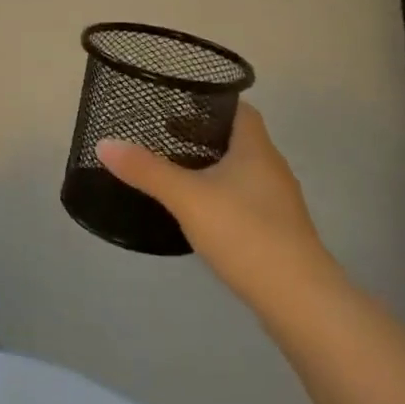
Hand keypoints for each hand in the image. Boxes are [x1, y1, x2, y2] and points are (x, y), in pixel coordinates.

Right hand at [96, 103, 339, 312]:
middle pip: (237, 139)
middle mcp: (272, 169)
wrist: (301, 302)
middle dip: (202, 135)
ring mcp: (279, 203)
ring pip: (241, 171)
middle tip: (164, 136)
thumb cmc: (246, 233)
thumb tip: (104, 143)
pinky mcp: (278, 232)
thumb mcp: (187, 197)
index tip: (177, 104)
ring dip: (211, 167)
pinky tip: (199, 212)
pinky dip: (222, 196)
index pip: (238, 109)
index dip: (210, 102)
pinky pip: (245, 199)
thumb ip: (146, 170)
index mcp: (256, 149)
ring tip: (175, 172)